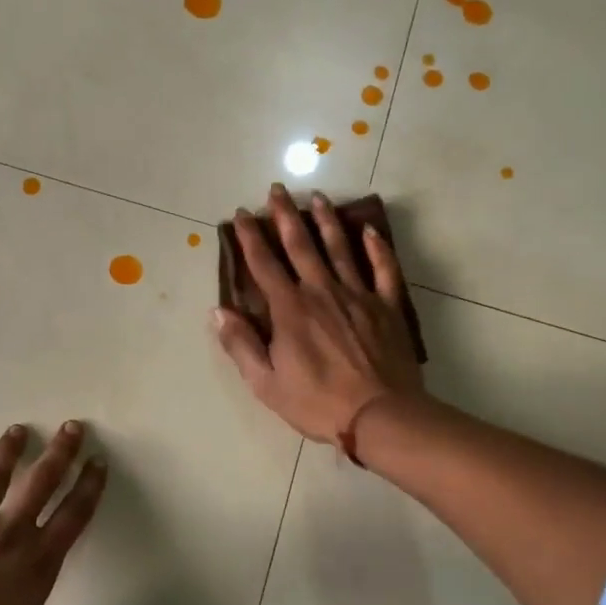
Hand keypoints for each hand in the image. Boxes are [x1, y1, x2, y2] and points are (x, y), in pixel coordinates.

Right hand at [214, 184, 422, 443]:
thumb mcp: (265, 382)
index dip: (251, 237)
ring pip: (340, 248)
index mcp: (290, 309)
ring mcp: (358, 295)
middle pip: (300, 245)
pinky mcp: (386, 306)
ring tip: (318, 197)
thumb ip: (241, 344)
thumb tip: (218, 311)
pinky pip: (382, 269)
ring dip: (326, 220)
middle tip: (277, 189)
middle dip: (286, 215)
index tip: (242, 214)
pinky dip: (377, 248)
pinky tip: (370, 230)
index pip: (264, 264)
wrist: (380, 415)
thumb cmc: (317, 402)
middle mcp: (321, 291)